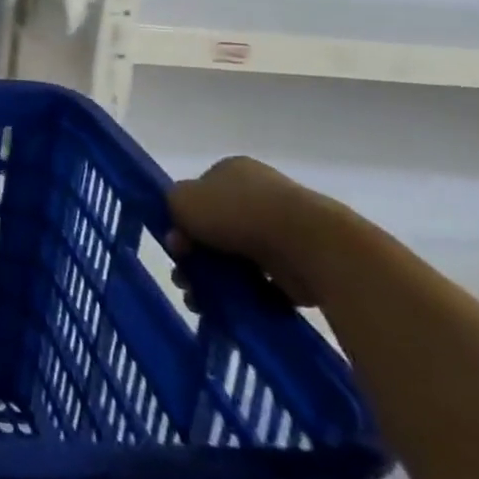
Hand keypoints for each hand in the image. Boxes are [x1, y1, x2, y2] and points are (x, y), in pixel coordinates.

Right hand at [167, 156, 343, 307]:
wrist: (306, 243)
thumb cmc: (237, 212)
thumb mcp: (182, 199)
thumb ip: (171, 207)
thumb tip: (181, 230)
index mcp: (232, 171)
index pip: (199, 196)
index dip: (182, 221)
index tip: (175, 245)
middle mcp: (258, 195)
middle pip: (215, 229)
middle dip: (195, 257)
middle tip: (185, 279)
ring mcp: (282, 230)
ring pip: (236, 258)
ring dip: (216, 280)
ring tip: (202, 302)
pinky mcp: (300, 264)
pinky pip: (264, 281)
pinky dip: (247, 294)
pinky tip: (232, 306)